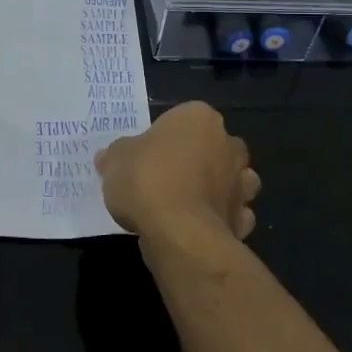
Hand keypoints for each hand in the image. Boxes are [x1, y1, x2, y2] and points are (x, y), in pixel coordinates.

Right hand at [94, 101, 259, 238]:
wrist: (179, 233)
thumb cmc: (147, 181)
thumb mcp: (116, 161)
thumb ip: (116, 155)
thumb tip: (108, 158)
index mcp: (199, 118)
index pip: (184, 118)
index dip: (165, 136)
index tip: (148, 155)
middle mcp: (228, 144)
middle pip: (215, 146)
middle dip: (201, 158)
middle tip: (169, 176)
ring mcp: (241, 183)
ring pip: (235, 179)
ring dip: (220, 187)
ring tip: (189, 202)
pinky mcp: (243, 219)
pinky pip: (235, 214)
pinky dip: (223, 219)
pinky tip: (200, 227)